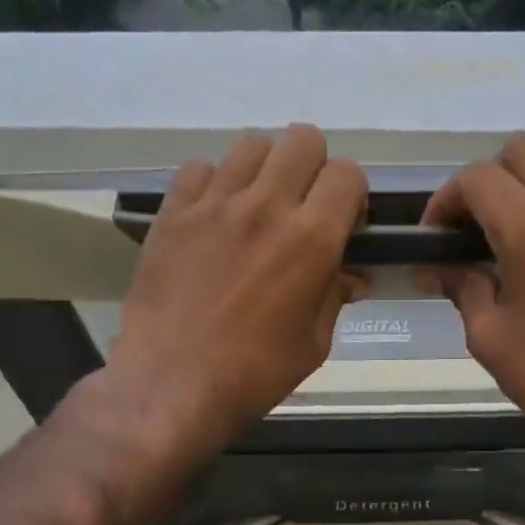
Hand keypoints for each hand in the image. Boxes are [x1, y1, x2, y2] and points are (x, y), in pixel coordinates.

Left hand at [106, 126, 366, 449]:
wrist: (172, 384)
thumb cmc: (254, 373)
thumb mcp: (315, 343)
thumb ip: (335, 295)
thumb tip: (349, 274)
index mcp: (311, 239)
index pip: (347, 174)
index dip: (352, 196)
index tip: (343, 225)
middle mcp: (266, 207)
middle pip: (303, 140)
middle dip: (314, 167)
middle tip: (303, 207)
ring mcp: (214, 204)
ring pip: (251, 145)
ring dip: (266, 170)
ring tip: (257, 207)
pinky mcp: (172, 213)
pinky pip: (200, 169)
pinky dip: (214, 184)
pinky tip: (214, 218)